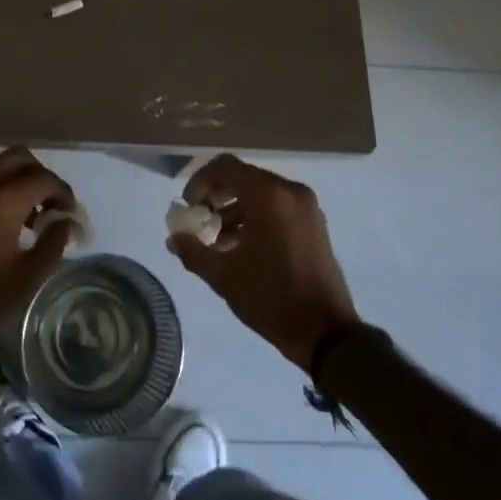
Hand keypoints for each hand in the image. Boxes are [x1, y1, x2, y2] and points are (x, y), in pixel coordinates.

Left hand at [0, 148, 76, 364]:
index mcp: (3, 200)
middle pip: (19, 158)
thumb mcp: (27, 277)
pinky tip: (5, 226)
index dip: (64, 193)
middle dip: (41, 176)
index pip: (43, 179)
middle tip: (52, 207)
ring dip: (19, 182)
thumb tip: (66, 221)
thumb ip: (53, 242)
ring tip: (31, 221)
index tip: (73, 216)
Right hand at [166, 154, 359, 371]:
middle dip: (216, 196)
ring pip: (259, 193)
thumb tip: (174, 239)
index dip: (200, 181)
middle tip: (200, 221)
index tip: (189, 208)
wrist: (326, 333)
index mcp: (269, 196)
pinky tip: (240, 247)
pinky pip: (276, 207)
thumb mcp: (224, 276)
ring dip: (234, 209)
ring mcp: (305, 207)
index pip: (225, 167)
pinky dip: (255, 217)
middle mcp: (290, 192)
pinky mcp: (313, 223)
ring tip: (217, 240)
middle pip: (243, 177)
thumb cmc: (272, 298)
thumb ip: (193, 251)